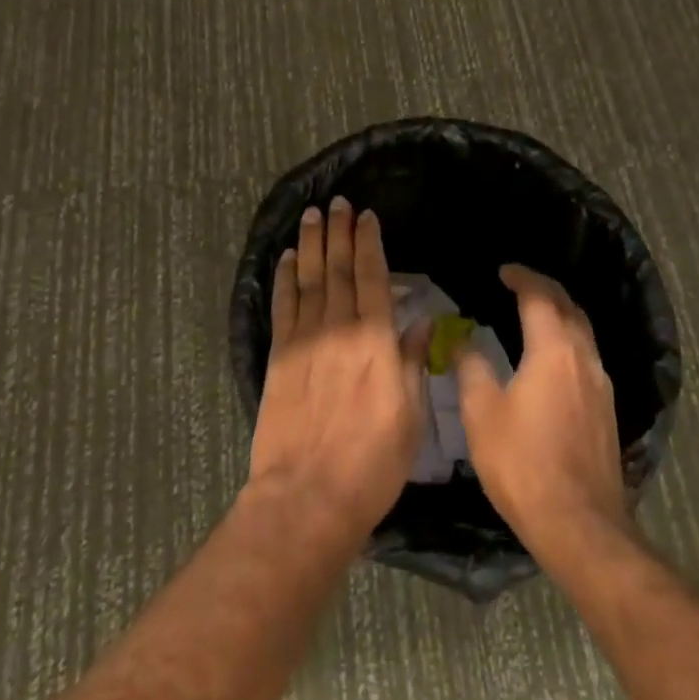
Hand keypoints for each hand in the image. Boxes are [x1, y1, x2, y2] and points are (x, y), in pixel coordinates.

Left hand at [247, 198, 426, 543]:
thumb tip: (419, 322)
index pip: (372, 277)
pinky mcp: (278, 356)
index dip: (369, 243)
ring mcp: (304, 340)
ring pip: (308, 278)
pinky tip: (287, 257)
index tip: (367, 217)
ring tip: (313, 215)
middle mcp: (339, 329)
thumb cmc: (371, 464)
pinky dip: (284, 277)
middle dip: (339, 233)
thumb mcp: (410, 418)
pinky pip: (282, 305)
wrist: (307, 496)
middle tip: (339, 203)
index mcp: (376, 342)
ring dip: (311, 244)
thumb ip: (412, 363)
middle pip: (338, 269)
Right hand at [455, 265, 632, 565]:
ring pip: (583, 332)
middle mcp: (583, 358)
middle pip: (569, 307)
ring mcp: (601, 385)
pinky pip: (587, 356)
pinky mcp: (607, 410)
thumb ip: (470, 366)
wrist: (579, 525)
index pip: (540, 296)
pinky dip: (568, 340)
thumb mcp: (481, 412)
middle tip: (519, 284)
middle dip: (545, 289)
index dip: (521, 278)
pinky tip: (551, 357)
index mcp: (553, 350)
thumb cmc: (522, 463)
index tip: (503, 271)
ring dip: (560, 314)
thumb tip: (460, 337)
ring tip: (534, 313)